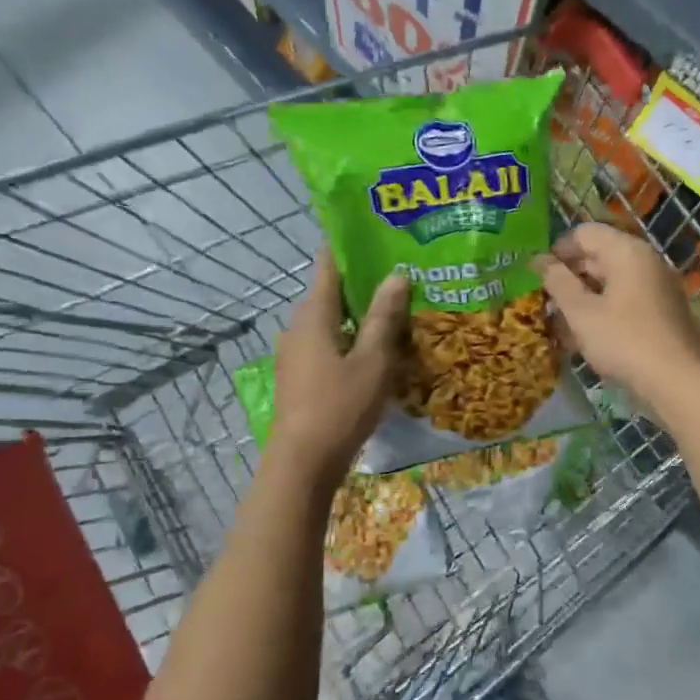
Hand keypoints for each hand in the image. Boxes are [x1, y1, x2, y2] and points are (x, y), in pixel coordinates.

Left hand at [269, 249, 409, 477]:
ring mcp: (296, 352)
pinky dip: (352, 337)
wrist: (302, 463)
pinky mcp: (300, 375)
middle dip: (364, 282)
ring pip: (332, 320)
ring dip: (360, 314)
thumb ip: (384, 317)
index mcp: (313, 314)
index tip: (380, 236)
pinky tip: (378, 349)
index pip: (328, 264)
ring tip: (398, 309)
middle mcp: (298, 326)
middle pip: (332, 292)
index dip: (351, 246)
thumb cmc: (339, 406)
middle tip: (403, 273)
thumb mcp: (372, 361)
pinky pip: (329, 343)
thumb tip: (396, 275)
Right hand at [533, 222, 699, 412]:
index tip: (538, 277)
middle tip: (546, 303)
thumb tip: (539, 260)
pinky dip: (603, 310)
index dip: (557, 251)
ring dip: (583, 297)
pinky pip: (625, 299)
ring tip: (561, 324)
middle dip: (569, 277)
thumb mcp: (581, 312)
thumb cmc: (623, 340)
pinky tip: (585, 336)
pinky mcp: (661, 309)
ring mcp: (657, 285)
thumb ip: (558, 282)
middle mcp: (645, 260)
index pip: (584, 233)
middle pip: (598, 255)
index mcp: (626, 251)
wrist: (676, 381)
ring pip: (610, 281)